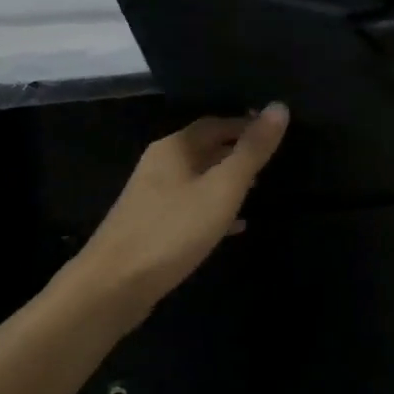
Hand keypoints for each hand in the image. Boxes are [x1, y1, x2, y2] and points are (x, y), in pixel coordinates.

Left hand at [75, 106, 290, 319]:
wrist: (114, 285)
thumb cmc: (173, 231)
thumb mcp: (222, 188)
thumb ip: (252, 151)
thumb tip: (279, 107)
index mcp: (174, 148)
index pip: (215, 123)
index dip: (246, 124)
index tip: (276, 132)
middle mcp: (160, 165)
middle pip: (205, 149)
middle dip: (237, 152)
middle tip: (272, 161)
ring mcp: (153, 197)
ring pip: (198, 179)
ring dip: (227, 181)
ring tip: (259, 189)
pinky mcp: (152, 227)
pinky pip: (191, 208)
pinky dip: (215, 210)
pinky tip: (235, 226)